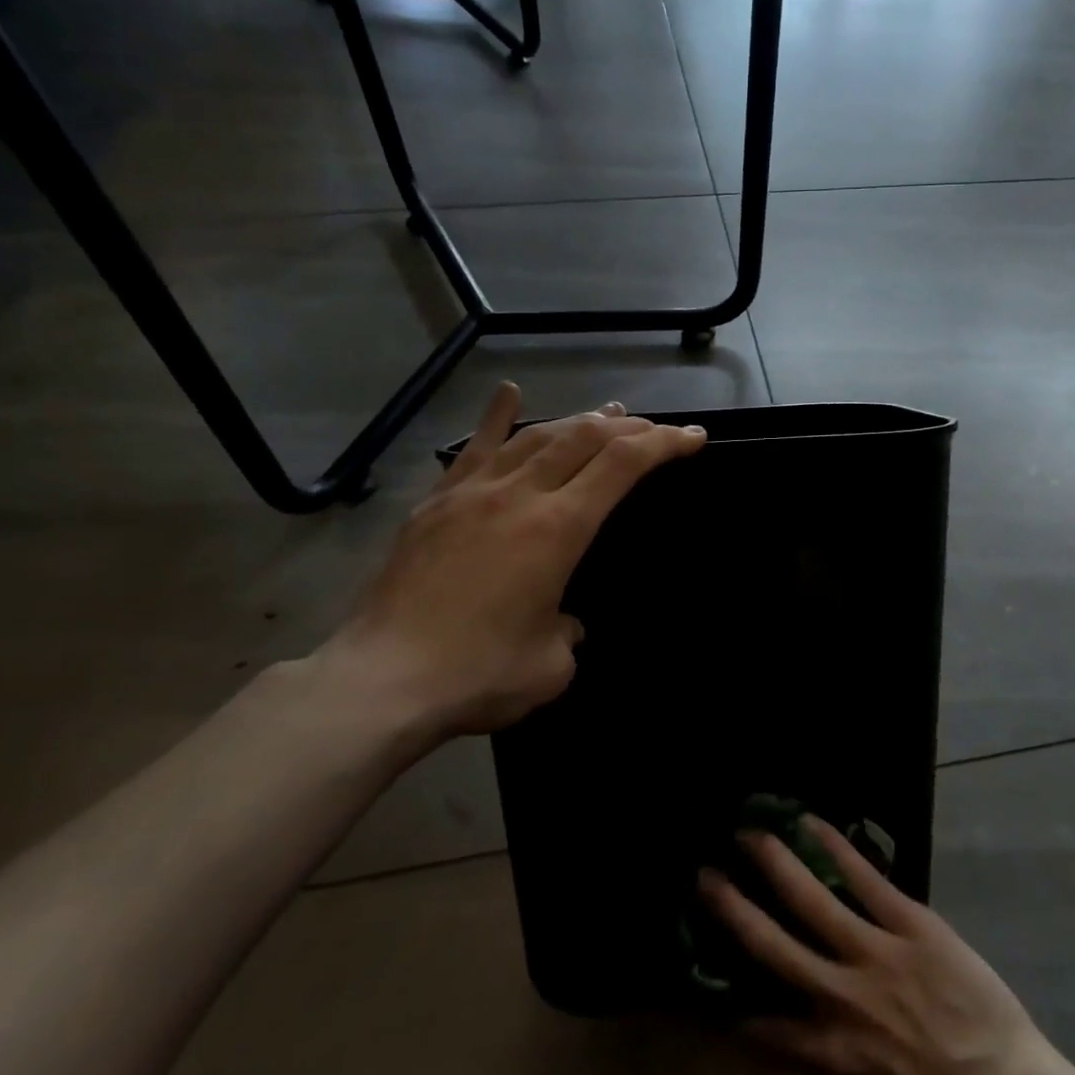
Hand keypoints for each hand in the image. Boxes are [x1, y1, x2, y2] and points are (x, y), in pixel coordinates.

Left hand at [311, 382, 705, 738]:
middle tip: (656, 430)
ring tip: (606, 415)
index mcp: (558, 528)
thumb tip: (562, 620)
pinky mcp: (436, 503)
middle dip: (630, 427)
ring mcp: (473, 493)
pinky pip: (474, 449)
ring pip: (536, 436)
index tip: (693, 438)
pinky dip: (498, 418)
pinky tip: (509, 394)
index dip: (665, 443)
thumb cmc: (478, 674)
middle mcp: (520, 495)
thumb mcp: (552, 667)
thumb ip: (569, 633)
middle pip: (584, 437)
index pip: (623, 464)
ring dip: (578, 421)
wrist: (381, 681)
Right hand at [698, 818, 1062, 1074]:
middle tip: (704, 872)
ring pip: (811, 898)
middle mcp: (838, 997)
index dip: (725, 997)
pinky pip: (865, 877)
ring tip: (748, 833)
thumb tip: (791, 1019)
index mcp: (825, 1051)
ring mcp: (876, 953)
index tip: (701, 967)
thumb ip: (825, 1051)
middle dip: (732, 906)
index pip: (759, 1022)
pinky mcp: (911, 923)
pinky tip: (811, 822)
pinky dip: (835, 846)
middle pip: (770, 944)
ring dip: (775, 862)